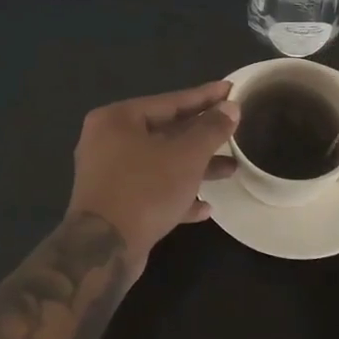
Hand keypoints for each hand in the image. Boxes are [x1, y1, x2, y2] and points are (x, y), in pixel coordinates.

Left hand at [66, 82, 240, 264]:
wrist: (104, 248)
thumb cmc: (145, 189)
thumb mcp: (186, 155)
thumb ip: (210, 129)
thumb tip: (231, 108)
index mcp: (117, 119)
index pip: (169, 101)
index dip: (204, 97)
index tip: (231, 90)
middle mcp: (107, 142)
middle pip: (164, 132)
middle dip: (202, 136)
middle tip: (234, 130)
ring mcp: (109, 175)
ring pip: (161, 163)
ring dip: (195, 167)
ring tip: (231, 169)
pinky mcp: (115, 205)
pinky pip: (152, 191)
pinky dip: (177, 194)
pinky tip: (205, 206)